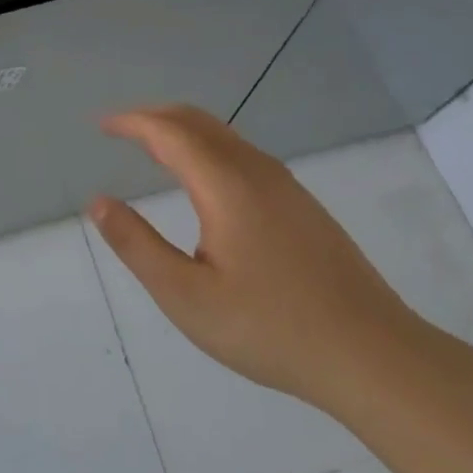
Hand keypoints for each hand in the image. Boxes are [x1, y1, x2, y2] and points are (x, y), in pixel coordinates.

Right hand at [89, 105, 430, 408]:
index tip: (101, 125)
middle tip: (120, 129)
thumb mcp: (186, 296)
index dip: (132, 122)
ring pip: (225, 136)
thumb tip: (98, 202)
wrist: (374, 356)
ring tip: (152, 147)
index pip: (170, 133)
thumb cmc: (270, 328)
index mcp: (226, 186)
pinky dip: (208, 148)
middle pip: (199, 122)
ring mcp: (286, 187)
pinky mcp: (303, 206)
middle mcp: (257, 172)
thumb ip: (137, 245)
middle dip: (155, 117)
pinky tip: (203, 180)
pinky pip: (243, 155)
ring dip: (183, 131)